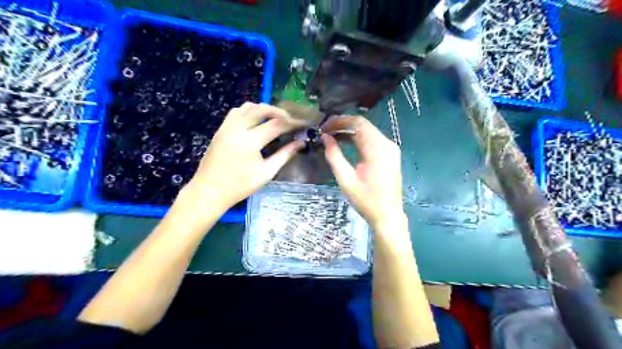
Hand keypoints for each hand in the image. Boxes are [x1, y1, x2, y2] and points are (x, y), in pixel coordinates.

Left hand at [187, 102, 307, 214]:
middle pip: (262, 109)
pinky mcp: (221, 129)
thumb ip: (284, 155)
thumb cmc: (240, 186)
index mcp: (250, 141)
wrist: (209, 191)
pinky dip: (249, 111)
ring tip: (275, 119)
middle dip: (280, 112)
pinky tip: (256, 121)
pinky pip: (236, 112)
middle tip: (291, 121)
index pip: (277, 124)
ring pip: (248, 106)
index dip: (293, 123)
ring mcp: (227, 127)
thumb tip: (300, 143)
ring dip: (264, 109)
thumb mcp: (266, 173)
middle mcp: (238, 128)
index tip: (303, 124)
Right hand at [321, 115, 403, 228]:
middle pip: (363, 125)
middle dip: (343, 125)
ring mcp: (390, 148)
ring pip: (367, 131)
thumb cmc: (366, 200)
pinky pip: (372, 140)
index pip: (358, 123)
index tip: (324, 126)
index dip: (339, 121)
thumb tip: (325, 138)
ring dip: (350, 131)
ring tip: (331, 136)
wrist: (387, 215)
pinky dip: (358, 139)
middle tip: (325, 131)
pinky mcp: (390, 154)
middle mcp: (387, 144)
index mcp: (377, 148)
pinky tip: (345, 143)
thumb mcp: (345, 179)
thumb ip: (334, 156)